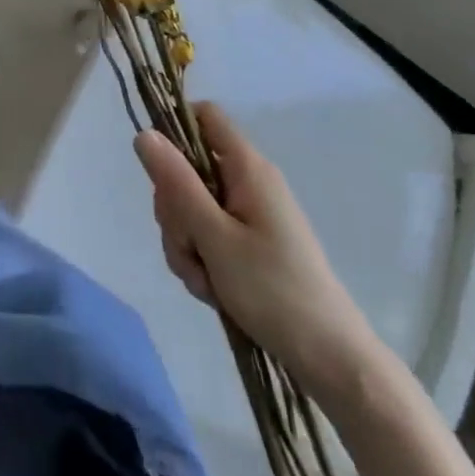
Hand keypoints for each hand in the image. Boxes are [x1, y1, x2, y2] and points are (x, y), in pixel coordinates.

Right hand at [135, 102, 376, 393]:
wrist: (330, 359)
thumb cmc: (273, 290)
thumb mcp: (214, 236)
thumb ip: (176, 183)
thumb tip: (144, 133)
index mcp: (247, 167)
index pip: (204, 116)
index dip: (175, 130)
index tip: (158, 171)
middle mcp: (248, 181)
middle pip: (189, 168)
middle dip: (176, 209)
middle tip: (189, 247)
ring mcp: (250, 213)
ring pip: (193, 207)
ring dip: (186, 242)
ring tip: (205, 280)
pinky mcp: (250, 242)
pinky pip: (208, 234)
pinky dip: (202, 258)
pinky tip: (212, 289)